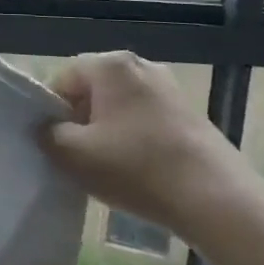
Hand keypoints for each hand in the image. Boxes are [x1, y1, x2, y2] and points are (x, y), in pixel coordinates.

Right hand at [41, 51, 248, 233]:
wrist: (215, 199)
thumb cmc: (136, 168)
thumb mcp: (73, 154)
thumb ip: (48, 134)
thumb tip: (47, 128)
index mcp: (110, 65)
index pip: (63, 79)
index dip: (51, 110)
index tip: (54, 142)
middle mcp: (140, 65)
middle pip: (93, 89)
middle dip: (80, 119)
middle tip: (78, 155)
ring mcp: (170, 88)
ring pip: (120, 105)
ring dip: (107, 130)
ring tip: (108, 165)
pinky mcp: (190, 113)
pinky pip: (145, 118)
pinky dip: (134, 138)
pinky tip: (138, 169)